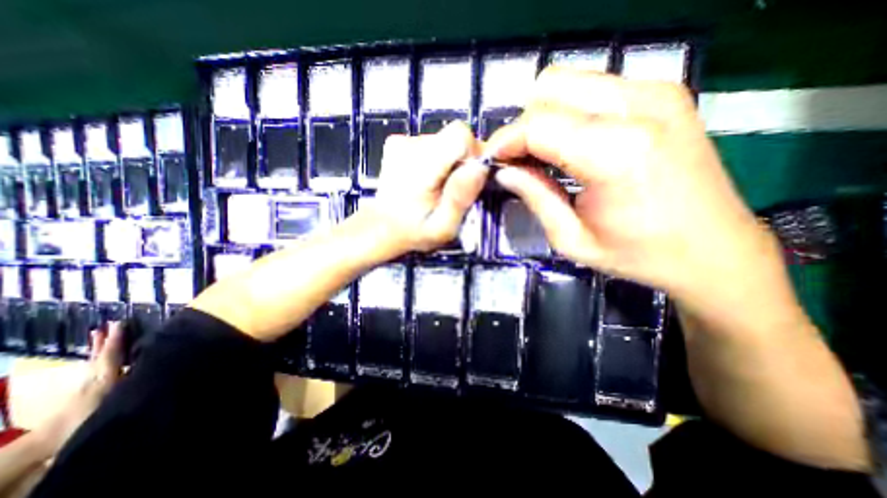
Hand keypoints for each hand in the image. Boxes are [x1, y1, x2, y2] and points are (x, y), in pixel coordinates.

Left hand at [34, 324, 121, 454]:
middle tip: (110, 324)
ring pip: (95, 360)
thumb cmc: (92, 417)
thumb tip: (153, 365)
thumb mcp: (117, 400)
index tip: (121, 323)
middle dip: (105, 340)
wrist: (53, 441)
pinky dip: (97, 358)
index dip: (116, 339)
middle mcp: (94, 376)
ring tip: (99, 334)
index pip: (112, 353)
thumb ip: (132, 381)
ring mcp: (86, 383)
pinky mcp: (83, 390)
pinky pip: (94, 367)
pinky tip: (99, 357)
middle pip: (101, 354)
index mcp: (104, 377)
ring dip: (99, 347)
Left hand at [370, 120, 486, 252]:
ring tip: (437, 187)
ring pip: (444, 141)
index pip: (460, 135)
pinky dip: (436, 160)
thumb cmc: (414, 232)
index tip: (468, 179)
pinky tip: (426, 180)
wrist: (382, 227)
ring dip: (449, 163)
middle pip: (454, 137)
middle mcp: (408, 145)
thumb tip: (480, 167)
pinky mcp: (399, 143)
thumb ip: (460, 197)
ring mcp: (401, 142)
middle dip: (462, 161)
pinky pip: (432, 144)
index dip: (472, 155)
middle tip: (452, 189)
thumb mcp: (443, 227)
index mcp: (420, 166)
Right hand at [488, 67, 777, 307]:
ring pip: (569, 81)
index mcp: (616, 153)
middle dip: (523, 125)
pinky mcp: (664, 93)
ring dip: (545, 116)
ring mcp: (657, 92)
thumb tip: (504, 172)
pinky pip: (593, 87)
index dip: (505, 141)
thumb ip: (535, 197)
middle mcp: (639, 108)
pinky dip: (569, 112)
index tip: (491, 161)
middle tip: (519, 160)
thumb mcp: (572, 239)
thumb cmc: (639, 254)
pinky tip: (572, 144)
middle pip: (550, 88)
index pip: (537, 125)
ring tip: (543, 153)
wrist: (715, 250)